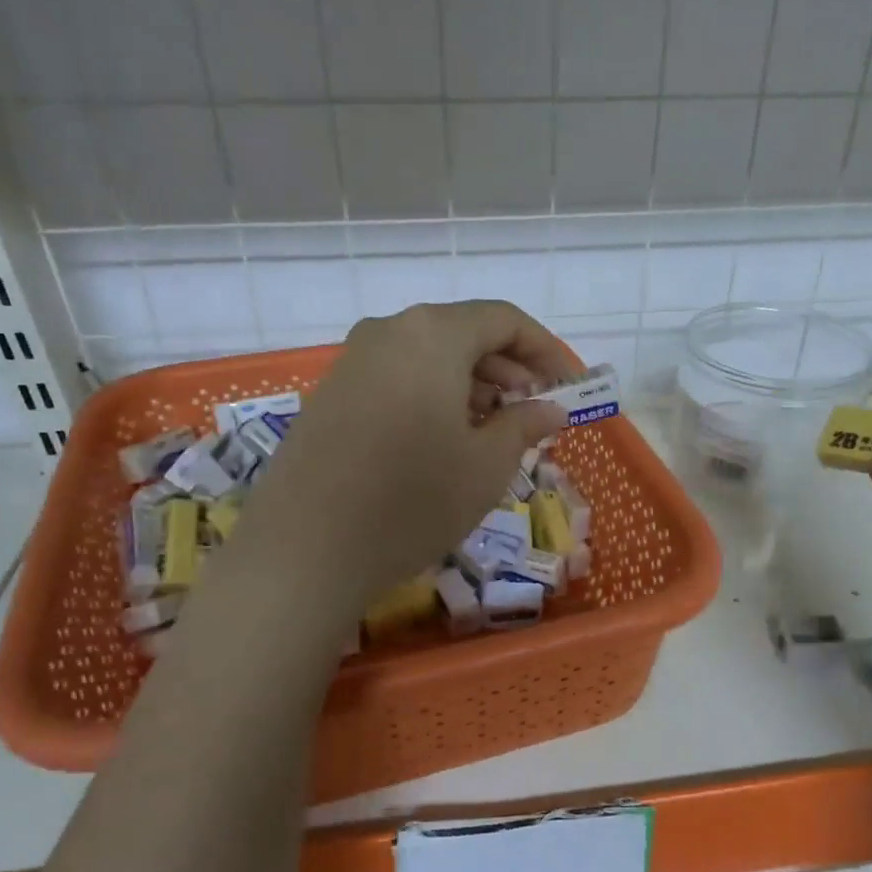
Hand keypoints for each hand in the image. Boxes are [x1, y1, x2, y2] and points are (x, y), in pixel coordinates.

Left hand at [230, 301, 568, 605]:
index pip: (504, 319)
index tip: (566, 386)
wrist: (304, 551)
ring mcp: (351, 363)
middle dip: (507, 370)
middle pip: (463, 334)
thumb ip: (524, 425)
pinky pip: (396, 379)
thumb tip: (549, 408)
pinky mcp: (329, 396)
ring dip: (470, 386)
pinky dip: (432, 398)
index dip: (544, 349)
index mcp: (433, 335)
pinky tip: (442, 443)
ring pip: (428, 358)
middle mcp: (388, 333)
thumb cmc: (413, 501)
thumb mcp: (486, 465)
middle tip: (532, 413)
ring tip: (491, 433)